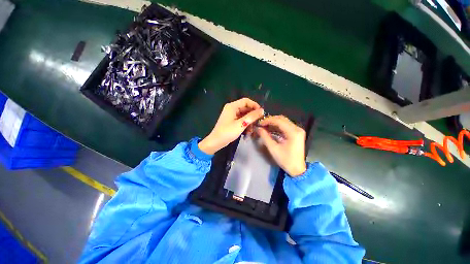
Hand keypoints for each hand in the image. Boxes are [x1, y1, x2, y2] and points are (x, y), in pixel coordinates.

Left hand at [198, 98, 263, 154]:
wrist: (216, 142)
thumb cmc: (228, 132)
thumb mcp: (241, 124)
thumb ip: (252, 116)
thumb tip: (262, 110)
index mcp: (232, 106)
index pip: (246, 101)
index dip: (254, 105)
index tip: (261, 113)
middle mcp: (232, 109)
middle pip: (245, 108)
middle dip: (252, 115)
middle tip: (258, 122)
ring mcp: (231, 115)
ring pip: (244, 115)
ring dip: (249, 121)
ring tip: (252, 129)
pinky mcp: (232, 121)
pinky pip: (241, 120)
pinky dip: (245, 124)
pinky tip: (248, 131)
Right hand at [256, 115, 306, 176]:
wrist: (297, 169)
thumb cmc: (286, 160)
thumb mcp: (273, 148)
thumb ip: (265, 137)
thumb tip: (258, 128)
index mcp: (293, 132)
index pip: (279, 121)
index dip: (267, 120)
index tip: (259, 123)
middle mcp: (297, 128)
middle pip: (281, 119)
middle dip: (270, 120)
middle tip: (261, 124)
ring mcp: (297, 130)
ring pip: (283, 121)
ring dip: (273, 123)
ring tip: (264, 127)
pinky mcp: (296, 133)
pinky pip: (285, 126)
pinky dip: (277, 127)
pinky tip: (270, 129)